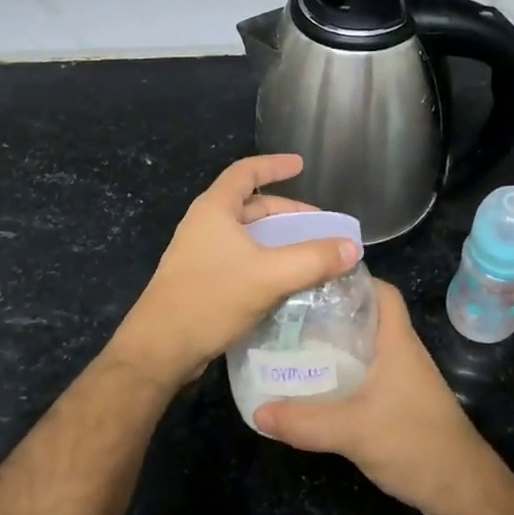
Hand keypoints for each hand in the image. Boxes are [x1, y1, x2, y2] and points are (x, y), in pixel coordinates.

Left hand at [107, 154, 360, 390]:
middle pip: (251, 206)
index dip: (274, 165)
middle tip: (320, 226)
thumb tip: (352, 247)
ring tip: (310, 254)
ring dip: (279, 240)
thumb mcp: (269, 276)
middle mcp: (205, 225)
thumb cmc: (211, 298)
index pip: (246, 172)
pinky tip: (286, 282)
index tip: (301, 165)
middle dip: (287, 212)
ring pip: (248, 236)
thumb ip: (313, 260)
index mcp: (214, 209)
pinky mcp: (202, 280)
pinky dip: (267, 262)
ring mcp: (201, 254)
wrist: (161, 349)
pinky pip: (242, 260)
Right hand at [255, 281, 505, 514]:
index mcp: (396, 342)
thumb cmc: (414, 443)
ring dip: (332, 346)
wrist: (461, 489)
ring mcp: (400, 380)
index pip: (381, 291)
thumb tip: (257, 412)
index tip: (312, 280)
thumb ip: (305, 421)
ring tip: (290, 346)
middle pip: (364, 318)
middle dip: (329, 313)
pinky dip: (339, 375)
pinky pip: (363, 377)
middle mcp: (399, 353)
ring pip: (362, 349)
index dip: (352, 279)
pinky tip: (313, 387)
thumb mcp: (353, 431)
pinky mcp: (397, 404)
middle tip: (288, 315)